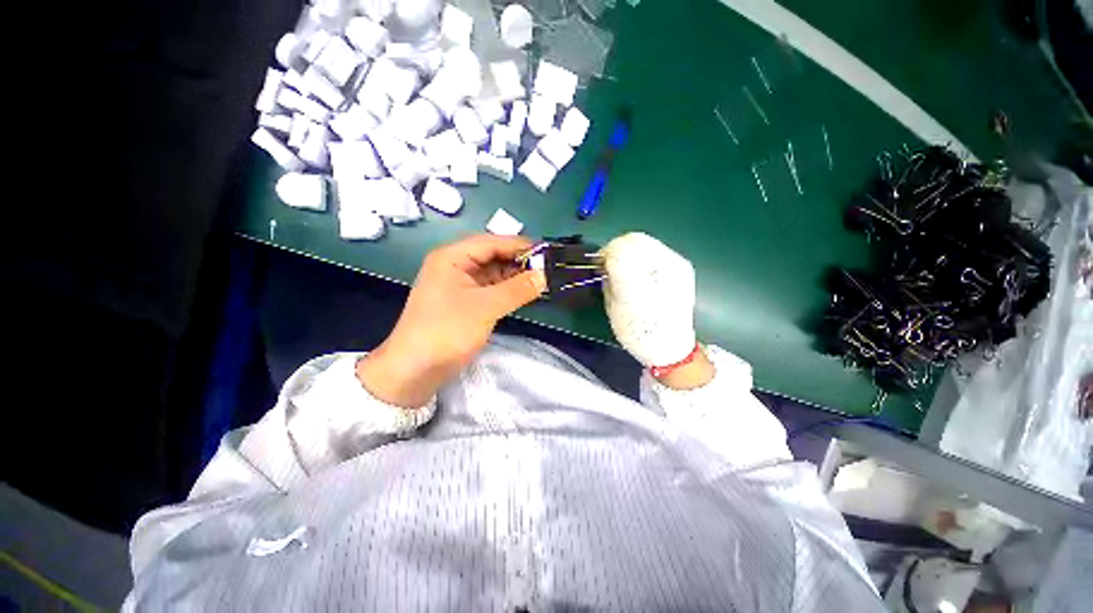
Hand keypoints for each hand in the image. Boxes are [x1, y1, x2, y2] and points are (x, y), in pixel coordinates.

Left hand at [357, 235, 546, 407]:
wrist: (415, 369)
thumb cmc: (447, 331)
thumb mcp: (485, 307)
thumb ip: (517, 289)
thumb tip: (544, 275)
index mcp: (452, 258)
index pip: (491, 242)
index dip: (519, 245)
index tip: (546, 252)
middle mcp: (455, 266)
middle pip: (492, 256)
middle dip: (519, 262)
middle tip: (548, 268)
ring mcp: (460, 285)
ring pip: (493, 273)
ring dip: (515, 276)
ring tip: (542, 279)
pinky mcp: (465, 302)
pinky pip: (491, 289)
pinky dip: (508, 290)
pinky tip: (525, 293)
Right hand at [600, 232, 713, 388]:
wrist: (672, 345)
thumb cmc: (636, 333)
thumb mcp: (612, 307)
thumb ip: (609, 281)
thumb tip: (607, 265)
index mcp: (636, 281)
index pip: (617, 249)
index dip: (605, 253)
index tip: (600, 264)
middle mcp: (659, 268)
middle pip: (633, 239)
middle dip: (618, 247)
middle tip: (612, 262)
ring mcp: (675, 264)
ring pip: (646, 241)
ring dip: (632, 249)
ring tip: (628, 266)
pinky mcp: (683, 266)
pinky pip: (658, 249)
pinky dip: (645, 254)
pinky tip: (643, 270)